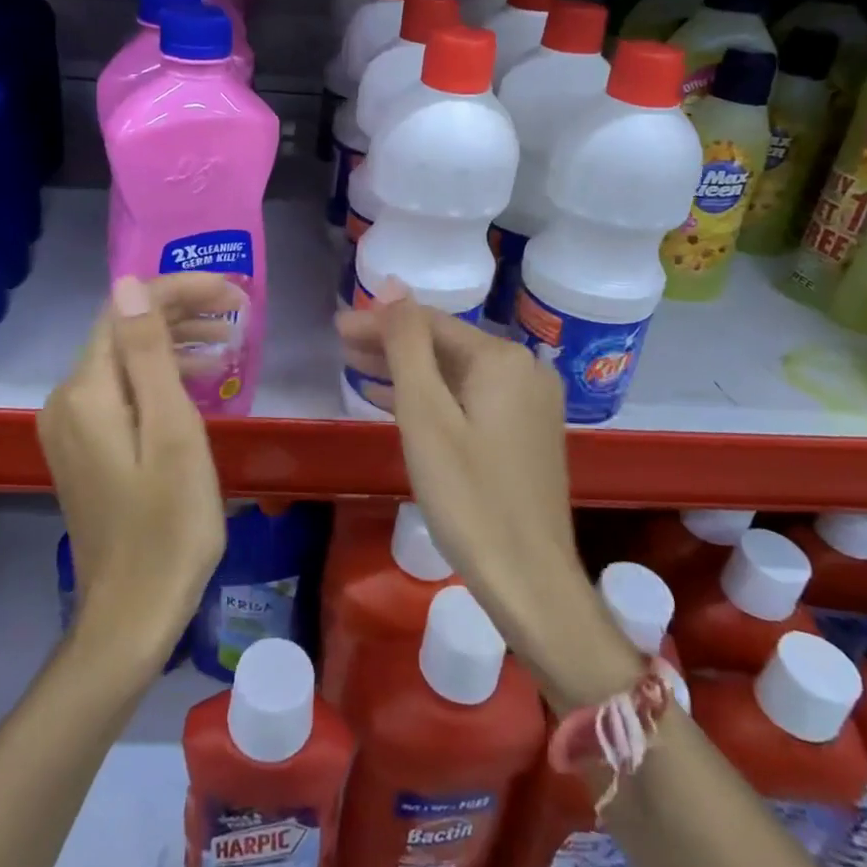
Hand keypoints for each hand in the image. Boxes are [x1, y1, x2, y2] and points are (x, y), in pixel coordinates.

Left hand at [39, 274, 232, 668]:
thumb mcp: (172, 432)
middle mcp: (67, 400)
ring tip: (228, 343)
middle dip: (179, 311)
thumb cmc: (169, 524)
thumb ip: (148, 354)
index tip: (232, 292)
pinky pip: (121, 391)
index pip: (126, 310)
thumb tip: (129, 284)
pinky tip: (196, 381)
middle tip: (237, 312)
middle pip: (122, 331)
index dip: (178, 290)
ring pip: (123, 360)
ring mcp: (71, 426)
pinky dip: (159, 377)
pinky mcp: (84, 447)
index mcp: (86, 392)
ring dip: (173, 342)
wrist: (133, 613)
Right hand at [336, 282, 637, 707]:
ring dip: (407, 370)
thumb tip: (392, 285)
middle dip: (391, 344)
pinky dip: (433, 397)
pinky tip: (397, 402)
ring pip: (456, 373)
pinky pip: (470, 399)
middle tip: (341, 345)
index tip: (337, 326)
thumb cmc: (468, 497)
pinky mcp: (525, 433)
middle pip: (444, 345)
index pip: (429, 323)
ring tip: (357, 368)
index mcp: (503, 359)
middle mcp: (524, 370)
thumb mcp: (425, 415)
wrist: (529, 581)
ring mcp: (529, 404)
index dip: (380, 321)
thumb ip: (407, 345)